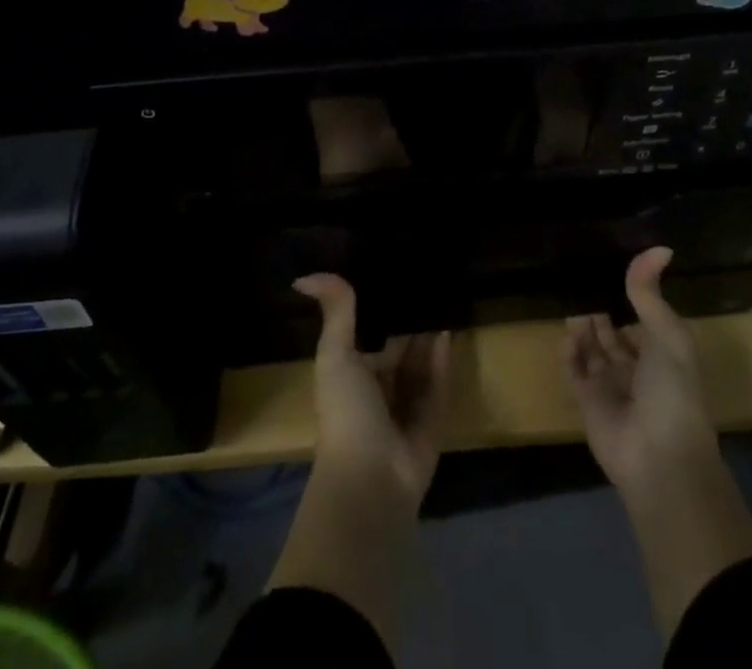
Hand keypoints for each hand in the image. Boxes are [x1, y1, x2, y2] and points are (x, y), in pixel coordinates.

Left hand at [293, 273, 449, 507]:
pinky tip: (449, 328)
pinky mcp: (432, 420)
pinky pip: (439, 382)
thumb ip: (334, 313)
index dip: (379, 306)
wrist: (371, 480)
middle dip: (409, 318)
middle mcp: (379, 388)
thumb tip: (302, 276)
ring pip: (421, 362)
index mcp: (353, 373)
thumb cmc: (347, 412)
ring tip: (443, 294)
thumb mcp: (335, 356)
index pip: (368, 333)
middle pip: (398, 346)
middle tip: (426, 277)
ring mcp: (406, 406)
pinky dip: (442, 358)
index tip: (393, 270)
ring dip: (429, 334)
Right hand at [562, 247, 720, 491]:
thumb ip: (651, 293)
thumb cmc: (673, 391)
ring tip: (573, 304)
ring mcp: (611, 387)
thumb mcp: (667, 334)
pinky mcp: (587, 402)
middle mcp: (637, 369)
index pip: (643, 318)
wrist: (659, 458)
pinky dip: (569, 352)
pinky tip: (568, 336)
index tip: (609, 267)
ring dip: (584, 327)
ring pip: (592, 349)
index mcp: (664, 354)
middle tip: (581, 280)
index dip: (630, 297)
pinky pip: (574, 370)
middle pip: (614, 333)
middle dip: (601, 310)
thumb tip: (660, 247)